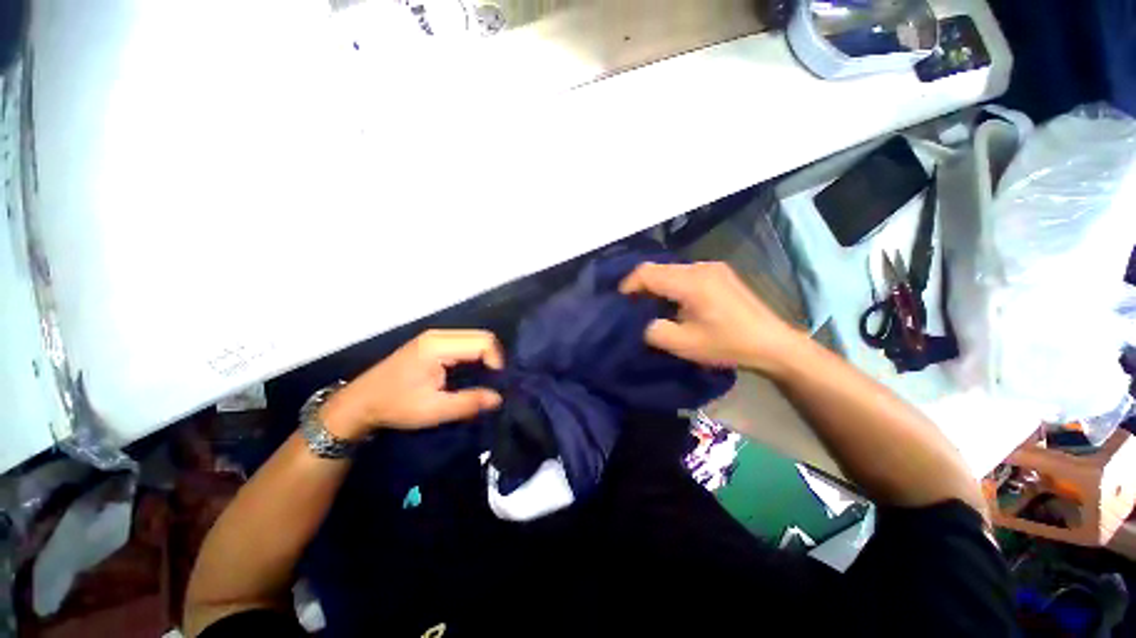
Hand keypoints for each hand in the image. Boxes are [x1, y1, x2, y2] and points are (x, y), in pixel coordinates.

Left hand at [319, 330, 504, 438]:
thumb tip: (498, 398)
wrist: (360, 402)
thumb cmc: (395, 405)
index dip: (497, 361)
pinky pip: (465, 343)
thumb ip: (468, 403)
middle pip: (481, 336)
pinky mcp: (433, 343)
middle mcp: (439, 335)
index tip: (497, 383)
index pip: (483, 342)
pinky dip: (476, 355)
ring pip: (474, 338)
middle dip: (494, 357)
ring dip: (485, 356)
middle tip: (495, 381)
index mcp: (438, 346)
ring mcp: (435, 337)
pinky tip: (474, 372)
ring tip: (487, 378)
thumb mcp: (433, 410)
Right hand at [620, 262, 801, 371]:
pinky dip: (672, 284)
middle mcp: (700, 267)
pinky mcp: (719, 273)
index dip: (628, 285)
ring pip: (671, 269)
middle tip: (633, 306)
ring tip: (651, 305)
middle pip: (658, 268)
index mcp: (691, 282)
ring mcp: (712, 267)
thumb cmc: (728, 344)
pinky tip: (674, 301)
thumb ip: (654, 331)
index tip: (620, 302)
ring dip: (657, 284)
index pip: (647, 273)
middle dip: (641, 285)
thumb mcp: (684, 344)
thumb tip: (642, 322)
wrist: (773, 343)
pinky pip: (685, 273)